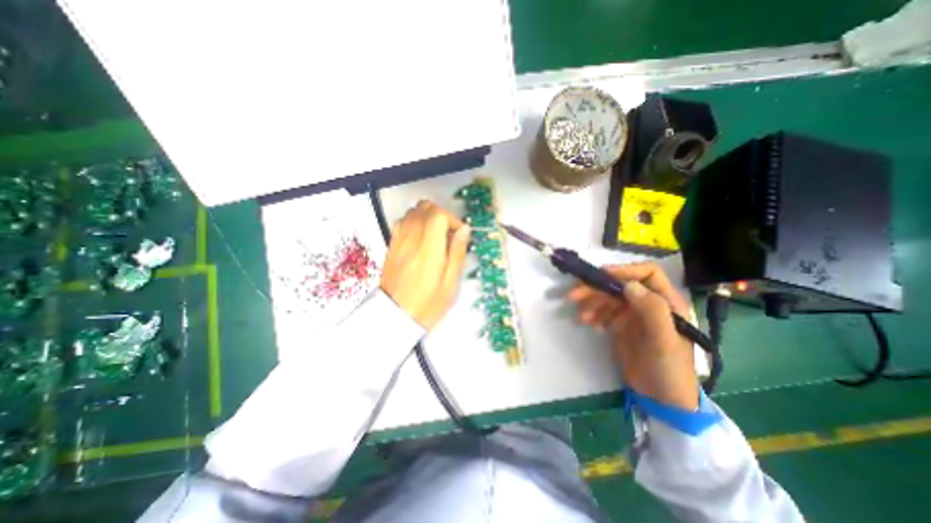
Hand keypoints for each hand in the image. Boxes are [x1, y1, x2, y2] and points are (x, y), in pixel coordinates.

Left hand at [379, 199, 468, 329]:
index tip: (458, 234)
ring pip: (412, 212)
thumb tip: (464, 230)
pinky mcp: (391, 245)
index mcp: (429, 248)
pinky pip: (402, 222)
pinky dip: (414, 222)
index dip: (452, 219)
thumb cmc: (427, 303)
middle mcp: (412, 239)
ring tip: (435, 236)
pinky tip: (420, 239)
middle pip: (425, 207)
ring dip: (427, 217)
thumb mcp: (450, 281)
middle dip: (441, 214)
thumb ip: (457, 252)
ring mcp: (399, 241)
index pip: (438, 215)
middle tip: (448, 233)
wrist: (396, 316)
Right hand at [567, 264, 698, 409]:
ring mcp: (632, 314)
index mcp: (666, 301)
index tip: (601, 276)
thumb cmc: (669, 368)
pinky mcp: (620, 325)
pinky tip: (589, 324)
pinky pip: (603, 312)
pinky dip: (593, 314)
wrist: (661, 399)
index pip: (647, 274)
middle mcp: (648, 303)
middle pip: (620, 285)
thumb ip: (652, 310)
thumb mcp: (664, 340)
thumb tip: (628, 285)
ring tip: (581, 317)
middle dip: (597, 288)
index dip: (624, 270)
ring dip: (591, 302)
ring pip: (608, 297)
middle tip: (574, 295)